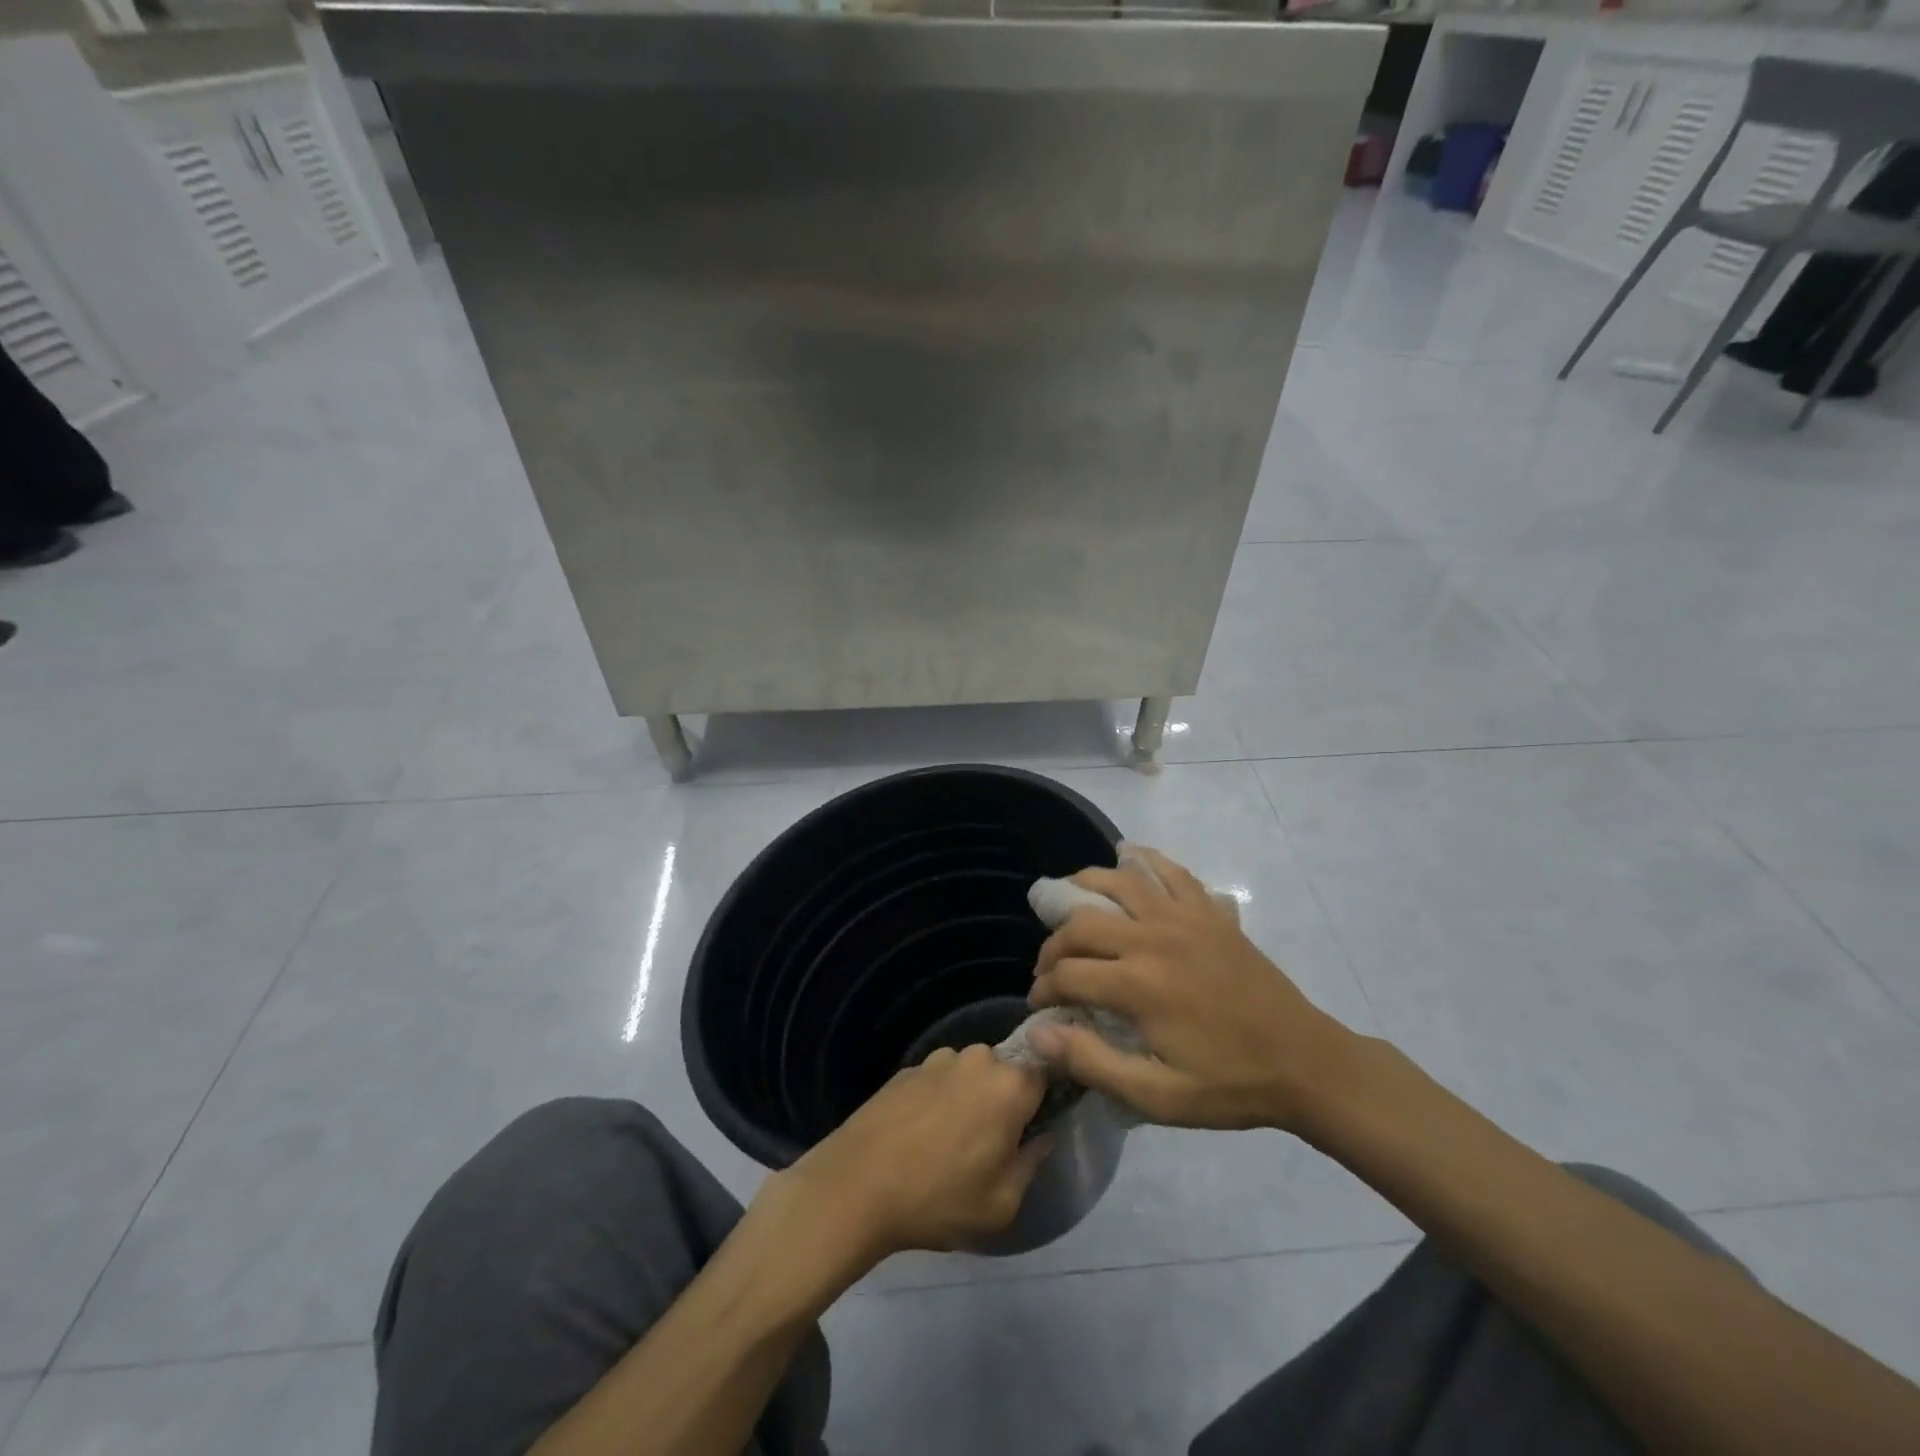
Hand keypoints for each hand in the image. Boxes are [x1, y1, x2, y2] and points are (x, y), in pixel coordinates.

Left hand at [776, 1045, 1048, 1262]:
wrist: (856, 1184)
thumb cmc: (938, 1198)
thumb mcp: (1000, 1204)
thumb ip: (1031, 1164)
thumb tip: (1041, 1138)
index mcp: (1010, 1086)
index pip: (1045, 1074)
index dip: (1042, 1100)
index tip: (1035, 1125)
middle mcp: (978, 1059)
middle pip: (1005, 1072)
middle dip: (1003, 1100)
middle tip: (991, 1141)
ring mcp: (939, 1059)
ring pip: (970, 1074)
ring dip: (969, 1097)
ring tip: (949, 1140)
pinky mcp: (908, 1067)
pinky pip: (939, 1079)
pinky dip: (938, 1099)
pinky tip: (920, 1134)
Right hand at [1026, 845, 1355, 1132]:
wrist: (1304, 1062)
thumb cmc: (1228, 1084)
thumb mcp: (1157, 1096)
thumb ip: (1092, 1062)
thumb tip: (1037, 1034)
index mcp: (1138, 985)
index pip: (1067, 974)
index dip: (1043, 990)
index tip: (1040, 1007)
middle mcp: (1153, 938)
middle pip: (1081, 923)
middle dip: (1053, 945)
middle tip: (1050, 969)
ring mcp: (1184, 918)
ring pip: (1119, 881)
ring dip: (1084, 886)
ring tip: (1067, 901)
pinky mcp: (1210, 912)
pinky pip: (1171, 872)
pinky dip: (1145, 859)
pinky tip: (1128, 856)